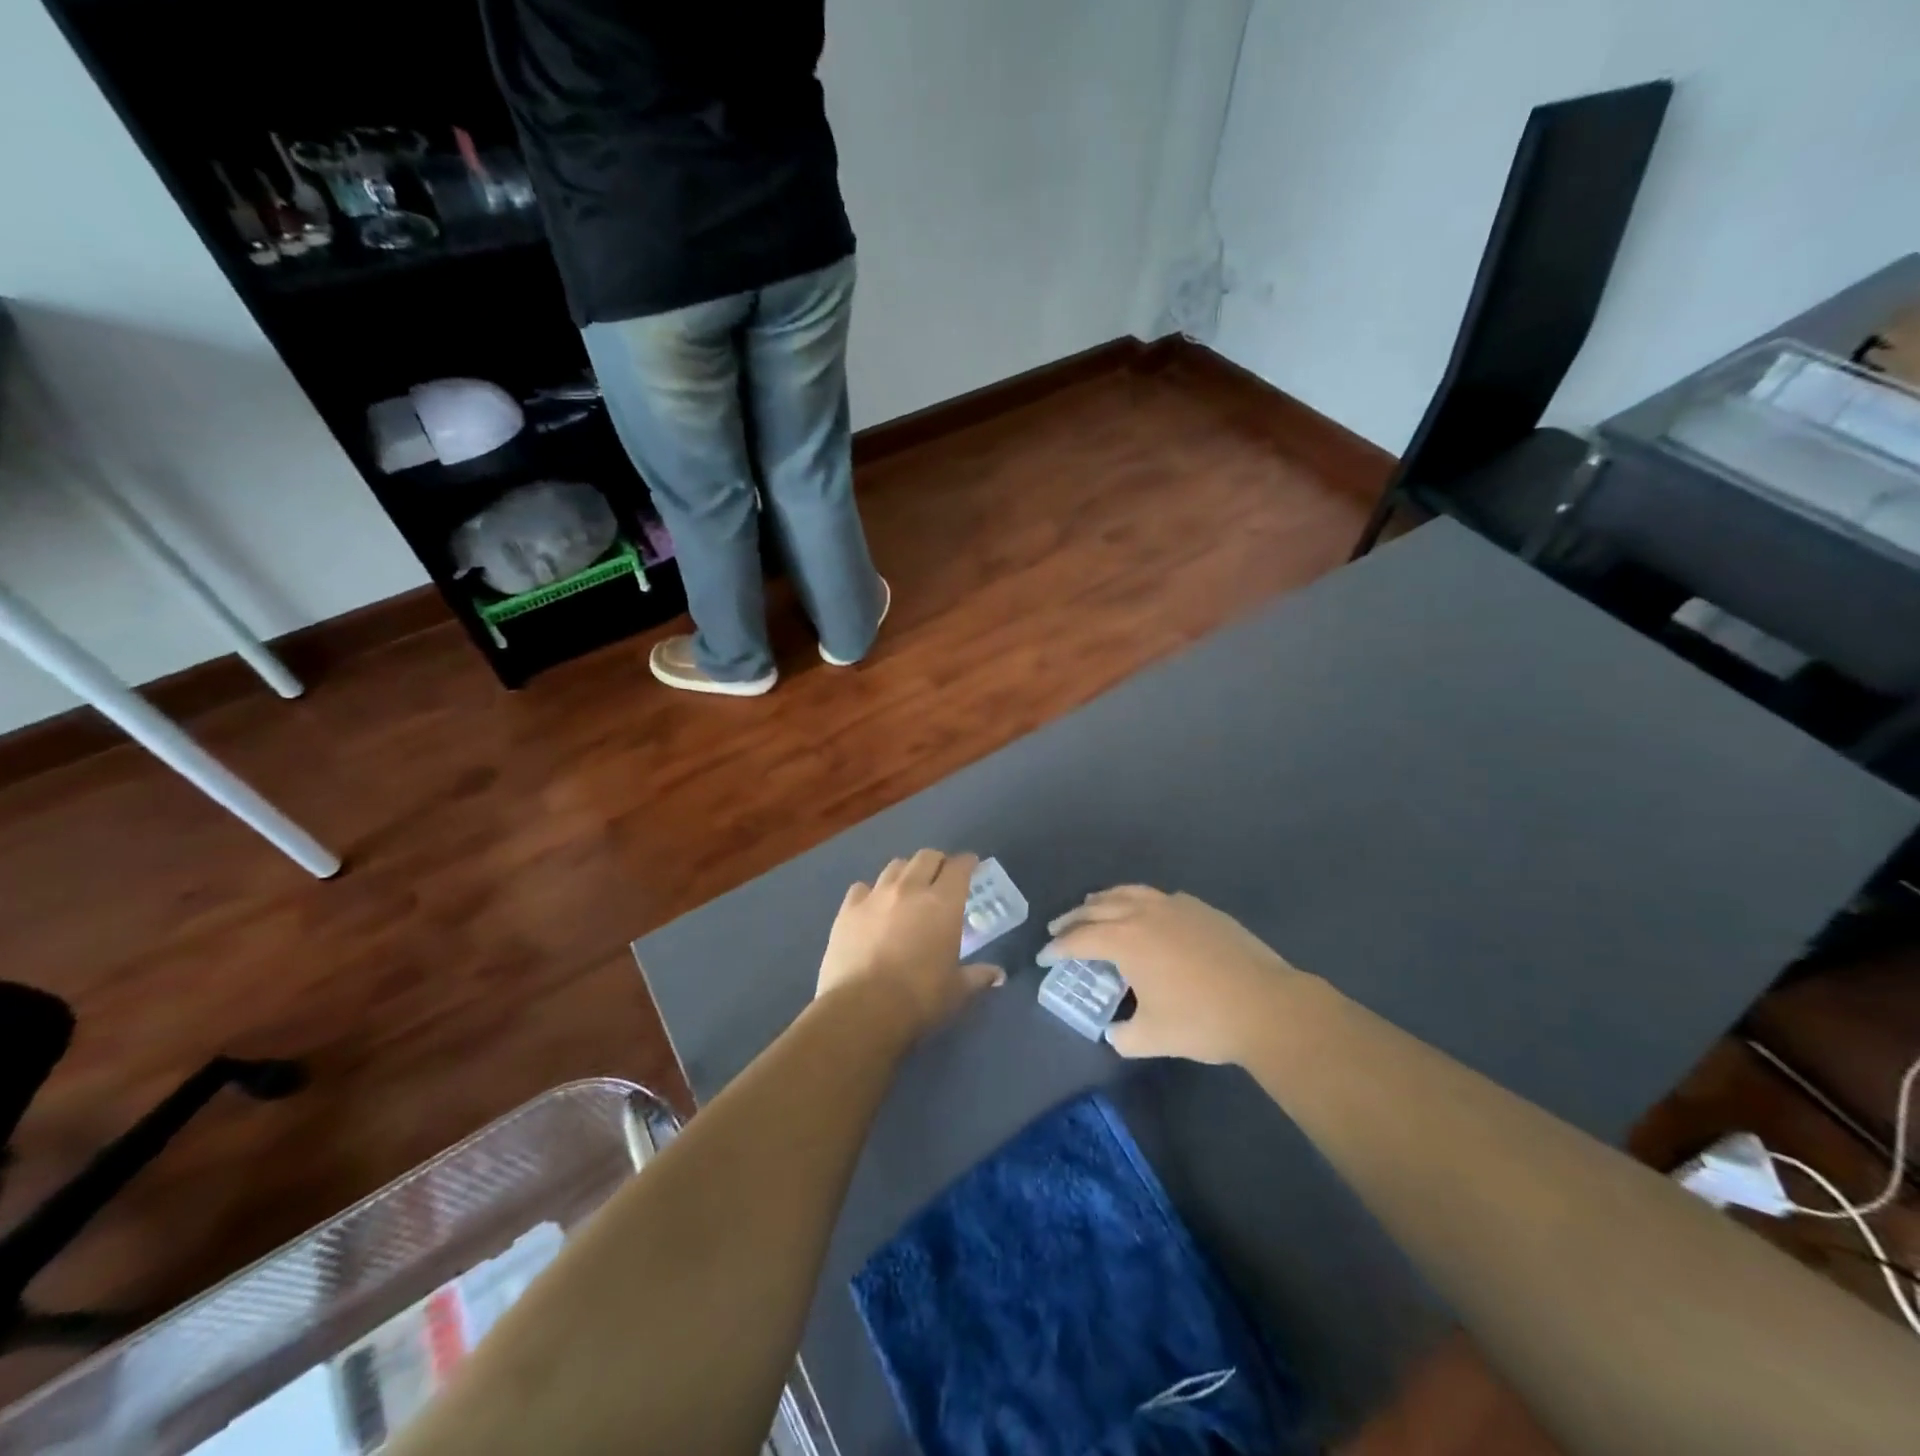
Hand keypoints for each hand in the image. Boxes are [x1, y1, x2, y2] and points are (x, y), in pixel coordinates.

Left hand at [818, 850, 1004, 1036]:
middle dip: (937, 862)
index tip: (971, 866)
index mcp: (943, 903)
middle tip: (941, 876)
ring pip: (894, 866)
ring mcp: (875, 896)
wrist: (862, 1009)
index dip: (967, 863)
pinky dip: (871, 892)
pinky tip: (872, 906)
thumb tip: (998, 975)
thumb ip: (978, 976)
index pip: (959, 867)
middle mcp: (910, 889)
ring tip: (907, 888)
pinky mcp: (847, 910)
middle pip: (926, 857)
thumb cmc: (920, 998)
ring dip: (906, 872)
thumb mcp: (957, 990)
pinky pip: (862, 888)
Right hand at [1039, 886, 1305, 1064]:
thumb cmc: (1202, 1021)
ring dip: (1104, 900)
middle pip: (1097, 909)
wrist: (1266, 1005)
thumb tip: (1115, 1030)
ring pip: (1128, 893)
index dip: (1057, 949)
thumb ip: (1123, 1035)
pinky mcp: (1200, 908)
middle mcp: (1143, 914)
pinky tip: (1144, 910)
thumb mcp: (1152, 1037)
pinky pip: (1158, 897)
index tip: (1044, 956)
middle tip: (1058, 929)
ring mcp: (1174, 906)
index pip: (1079, 940)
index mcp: (1125, 940)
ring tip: (1092, 905)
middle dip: (1073, 919)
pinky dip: (1139, 900)